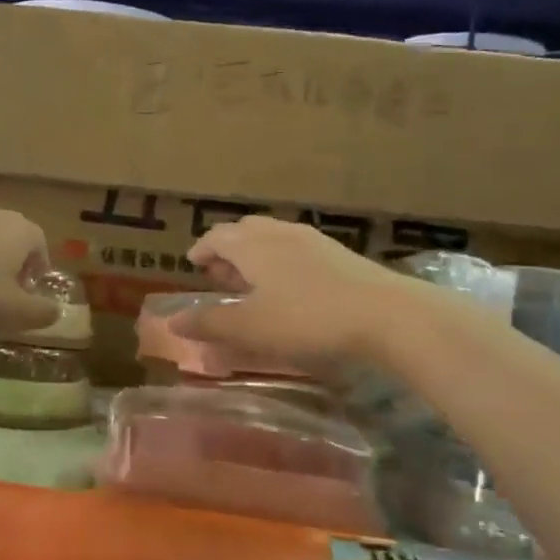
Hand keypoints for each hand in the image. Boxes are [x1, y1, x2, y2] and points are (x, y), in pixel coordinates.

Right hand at [181, 215, 444, 368]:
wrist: (387, 315)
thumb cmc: (308, 319)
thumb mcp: (251, 327)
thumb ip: (209, 323)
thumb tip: (172, 321)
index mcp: (253, 245)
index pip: (217, 236)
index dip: (201, 250)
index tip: (192, 264)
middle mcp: (280, 234)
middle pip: (245, 232)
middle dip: (227, 251)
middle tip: (219, 276)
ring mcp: (314, 241)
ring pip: (273, 239)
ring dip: (255, 257)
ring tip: (252, 284)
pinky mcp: (340, 255)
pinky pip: (296, 250)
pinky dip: (280, 263)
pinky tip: (291, 289)